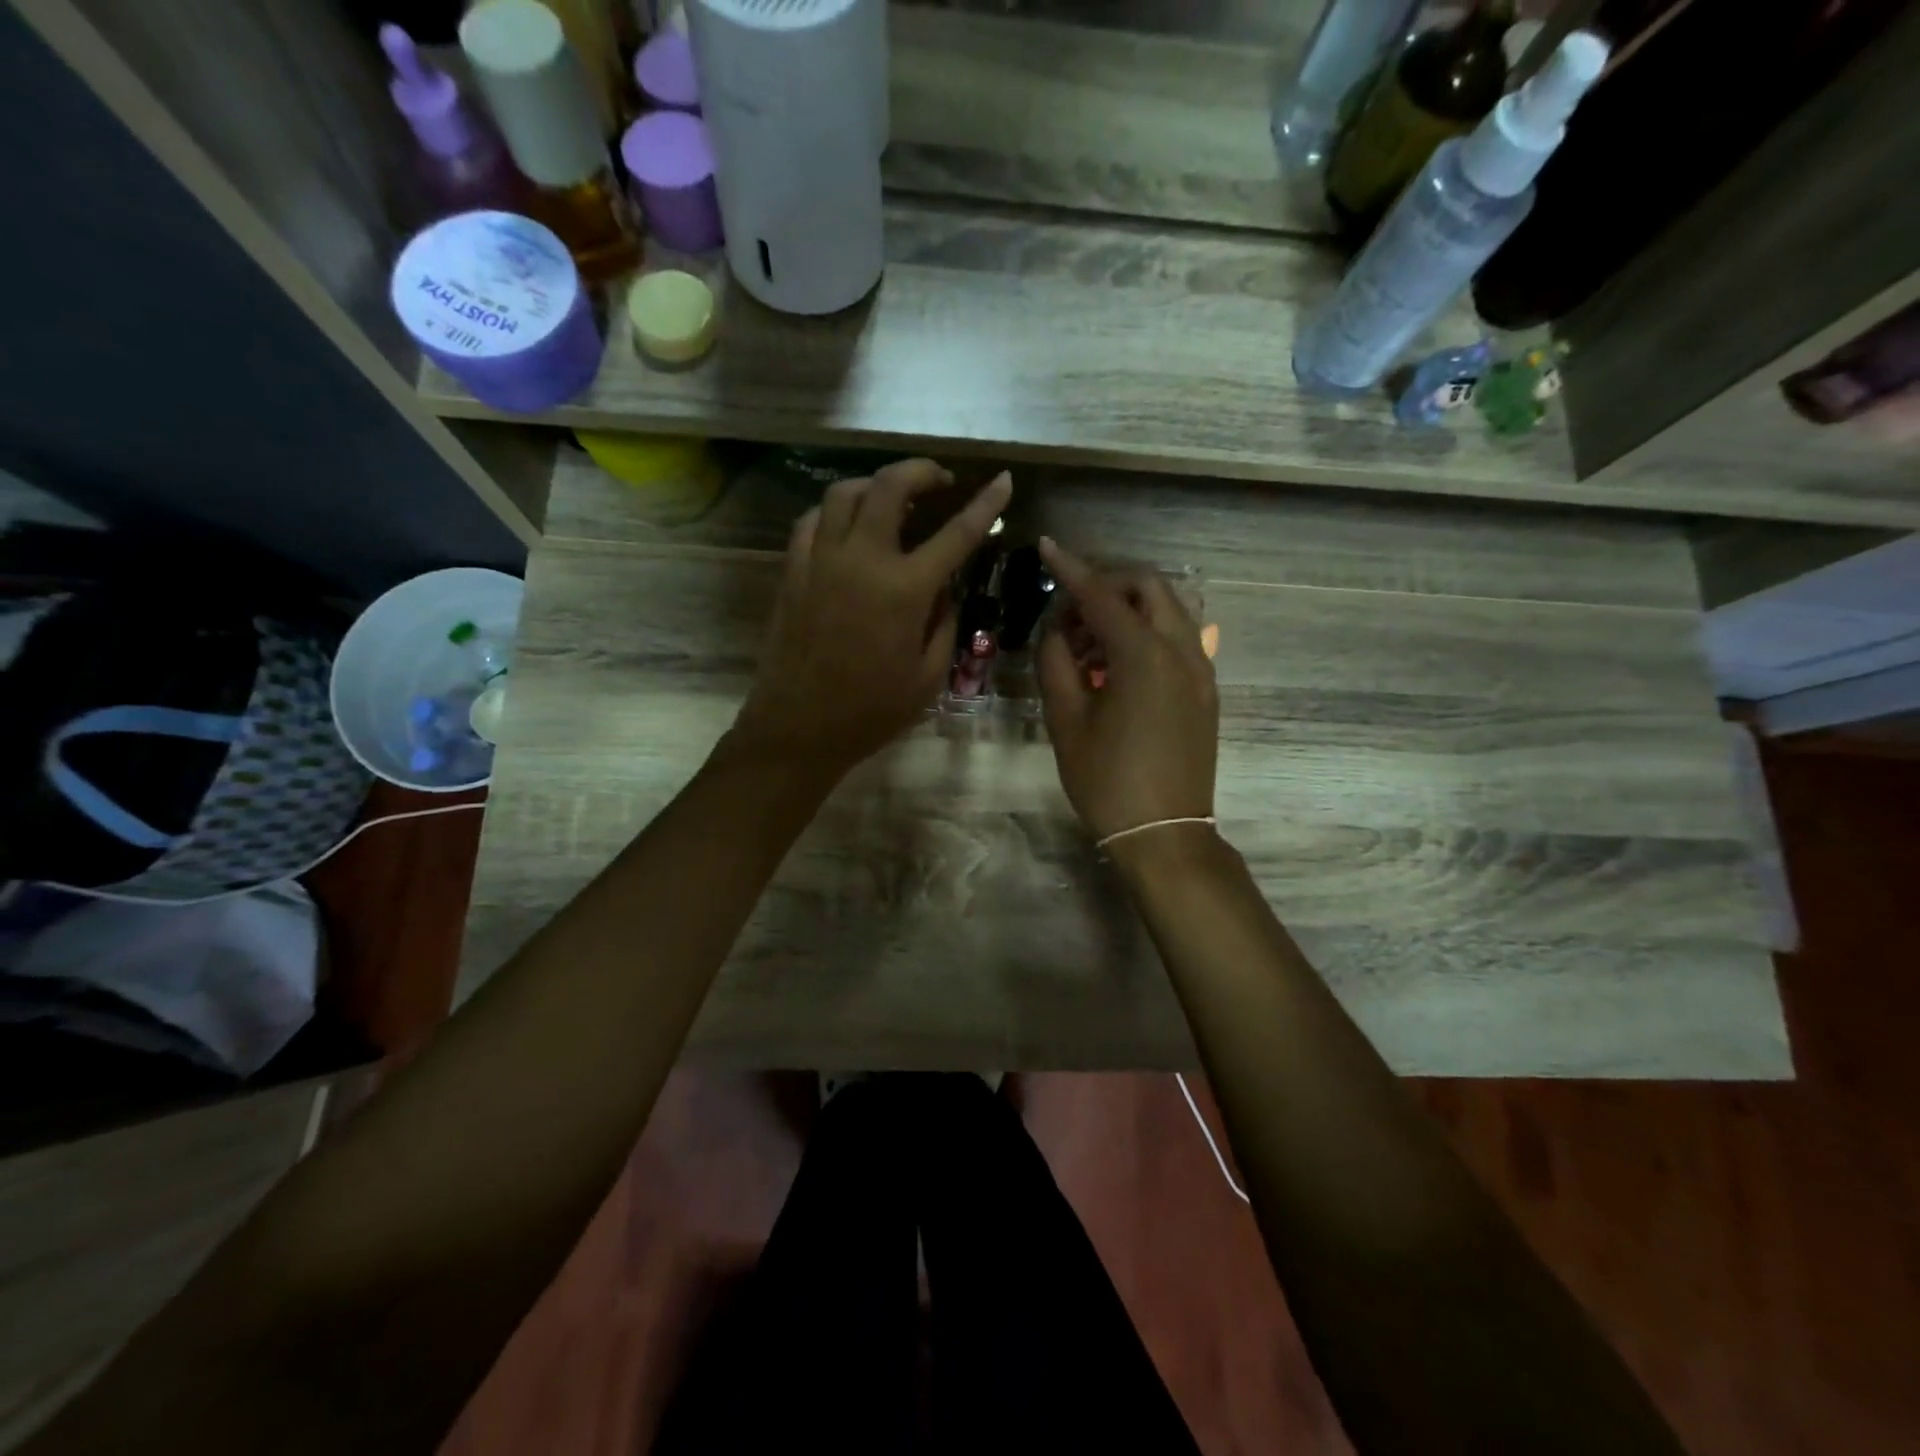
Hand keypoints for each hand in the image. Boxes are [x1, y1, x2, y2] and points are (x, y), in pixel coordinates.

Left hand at [730, 460, 1012, 778]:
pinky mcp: (793, 570)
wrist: (799, 728)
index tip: (1004, 481)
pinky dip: (836, 511)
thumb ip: (945, 624)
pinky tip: (848, 526)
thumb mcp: (928, 676)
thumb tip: (945, 590)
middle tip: (940, 481)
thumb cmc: (871, 711)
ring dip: (876, 485)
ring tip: (893, 499)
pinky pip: (813, 520)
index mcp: (905, 589)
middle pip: (891, 486)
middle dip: (922, 471)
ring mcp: (821, 560)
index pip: (957, 533)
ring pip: (845, 492)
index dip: (986, 504)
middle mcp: (862, 559)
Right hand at [1036, 537, 1218, 848]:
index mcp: (1144, 656)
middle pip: (1149, 586)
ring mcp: (1201, 670)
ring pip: (1168, 610)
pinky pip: (1178, 639)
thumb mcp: (1066, 721)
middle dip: (1109, 582)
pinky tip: (1117, 664)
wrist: (1165, 833)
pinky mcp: (1206, 690)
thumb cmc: (1107, 781)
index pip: (1102, 595)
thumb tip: (1058, 631)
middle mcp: (1182, 651)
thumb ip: (1056, 663)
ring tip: (1090, 641)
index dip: (1071, 569)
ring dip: (1129, 608)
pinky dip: (1147, 632)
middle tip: (1072, 609)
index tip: (1047, 546)